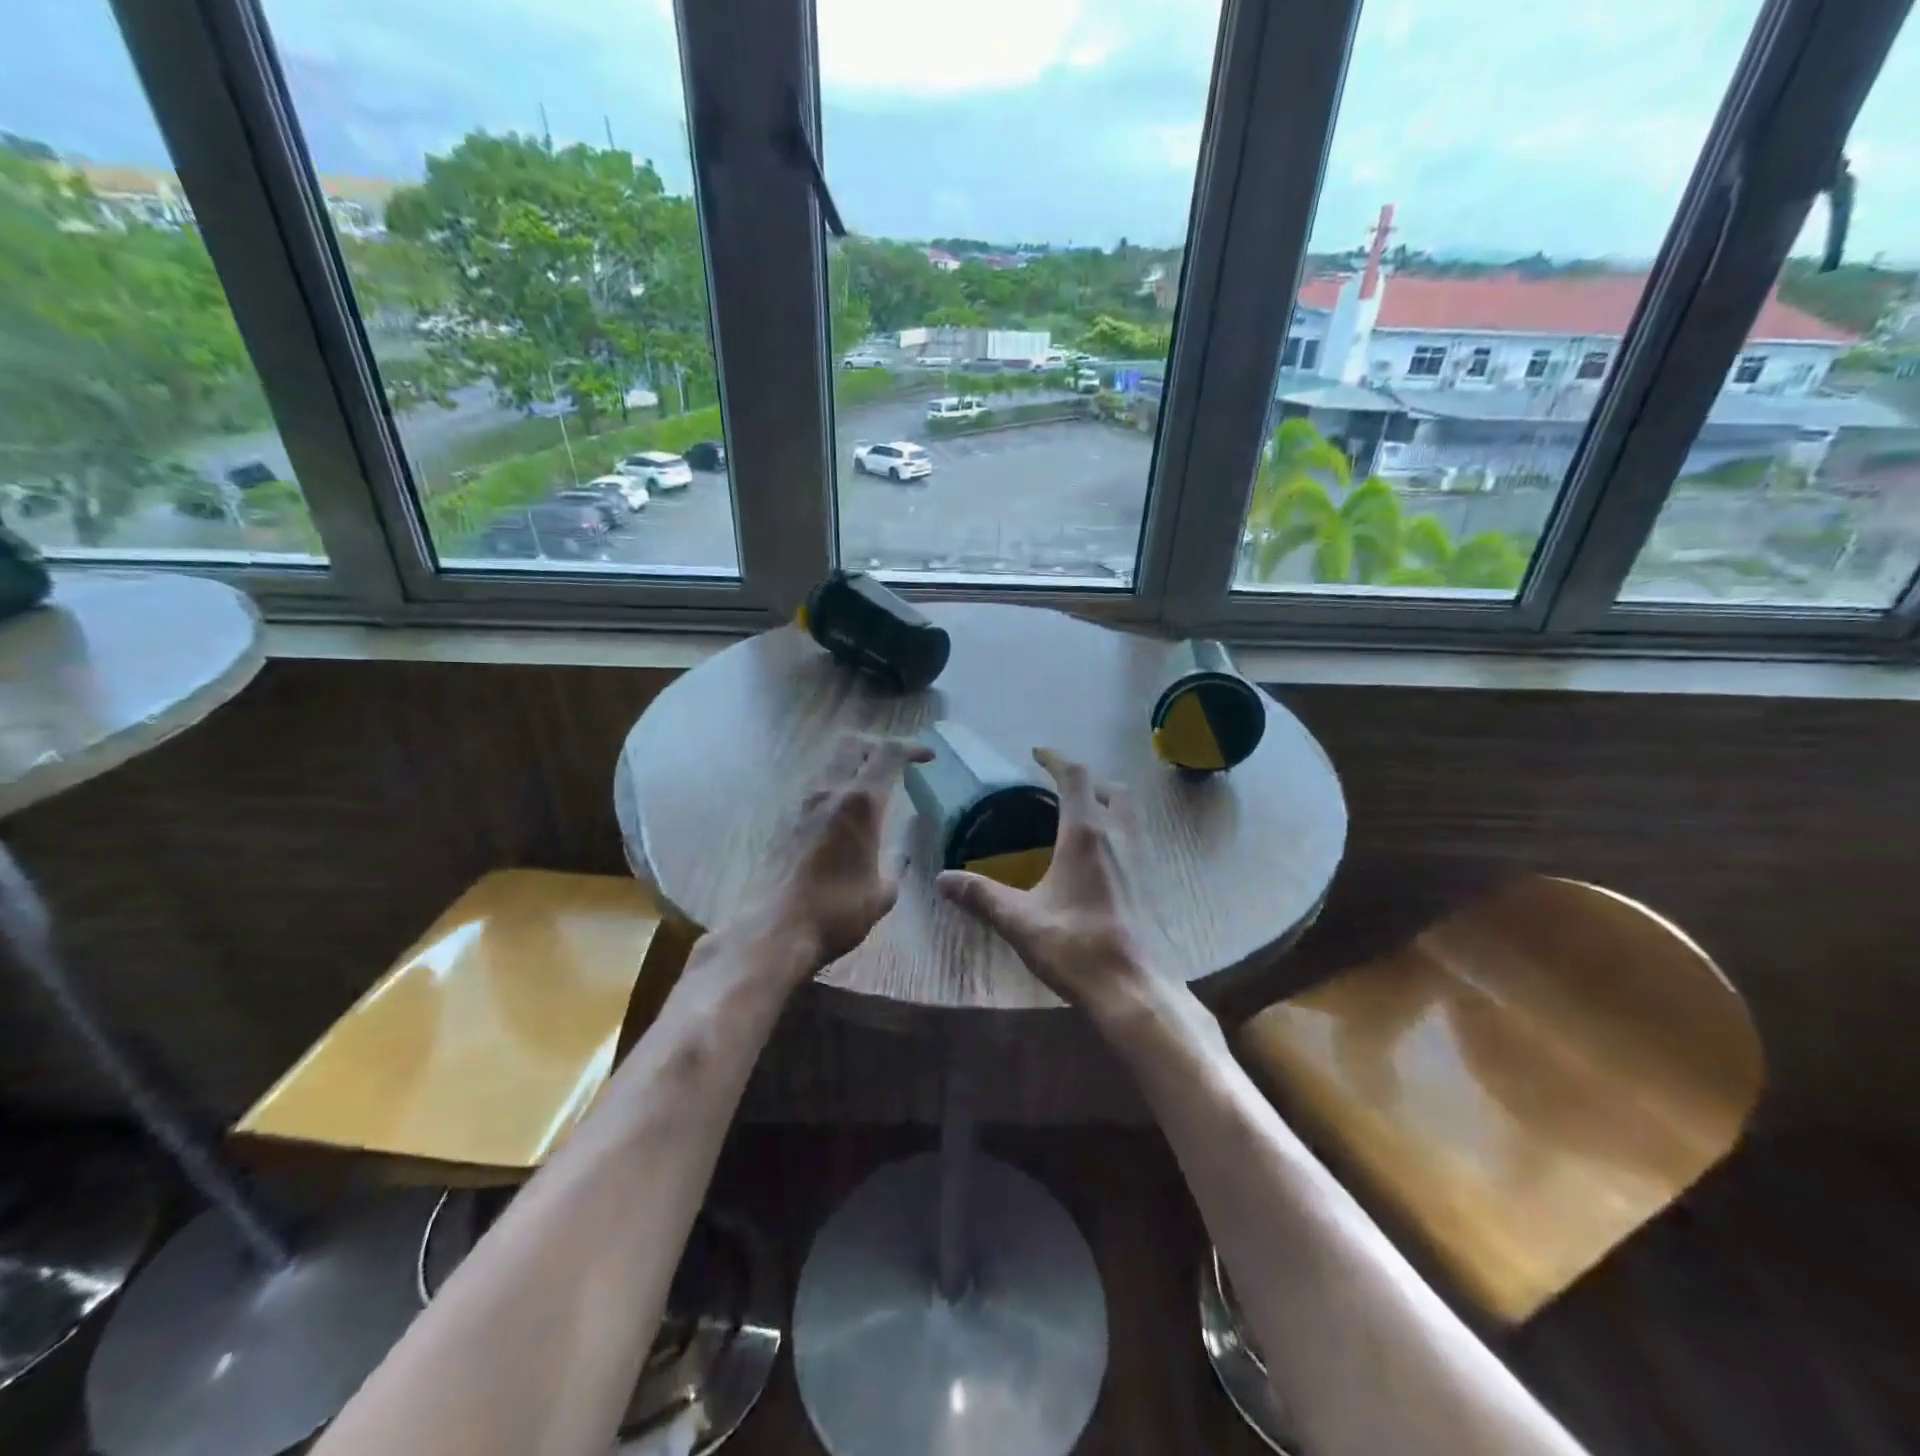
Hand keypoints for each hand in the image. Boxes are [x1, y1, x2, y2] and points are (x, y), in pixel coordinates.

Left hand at [759, 732, 931, 970]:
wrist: (774, 930)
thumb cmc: (837, 912)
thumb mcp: (882, 894)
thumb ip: (895, 866)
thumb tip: (899, 856)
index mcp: (860, 803)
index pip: (888, 754)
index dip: (912, 747)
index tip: (928, 757)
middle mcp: (830, 792)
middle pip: (854, 744)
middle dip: (879, 747)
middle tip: (897, 765)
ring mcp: (802, 804)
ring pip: (831, 763)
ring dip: (855, 765)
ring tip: (873, 790)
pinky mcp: (785, 821)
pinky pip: (817, 787)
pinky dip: (837, 787)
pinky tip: (845, 817)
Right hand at [935, 747, 1150, 1013]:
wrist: (1136, 988)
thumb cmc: (1077, 947)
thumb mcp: (1020, 921)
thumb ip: (981, 896)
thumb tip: (942, 879)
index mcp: (1086, 835)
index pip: (1075, 777)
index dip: (1056, 759)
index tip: (1038, 753)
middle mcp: (1120, 836)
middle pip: (1110, 788)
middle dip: (1085, 780)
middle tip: (1059, 788)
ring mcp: (1142, 858)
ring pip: (1129, 812)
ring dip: (1106, 802)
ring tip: (1079, 818)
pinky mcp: (1153, 882)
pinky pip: (1136, 838)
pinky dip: (1118, 830)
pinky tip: (1100, 860)